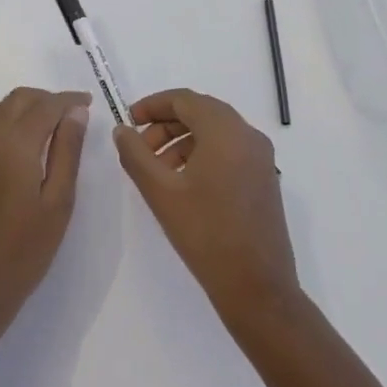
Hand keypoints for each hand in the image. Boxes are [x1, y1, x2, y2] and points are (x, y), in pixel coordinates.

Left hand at [0, 87, 90, 336]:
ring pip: (0, 111)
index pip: (45, 106)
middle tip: (73, 113)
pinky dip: (9, 122)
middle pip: (18, 100)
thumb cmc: (25, 251)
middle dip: (46, 98)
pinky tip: (26, 143)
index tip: (89, 102)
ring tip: (53, 125)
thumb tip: (76, 113)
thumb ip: (67, 152)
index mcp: (14, 145)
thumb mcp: (58, 202)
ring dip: (26, 107)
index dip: (68, 100)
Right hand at [113, 89, 299, 326]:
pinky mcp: (264, 179)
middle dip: (165, 124)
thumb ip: (135, 154)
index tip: (128, 121)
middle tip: (139, 148)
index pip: (184, 99)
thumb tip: (122, 130)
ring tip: (157, 169)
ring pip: (215, 132)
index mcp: (226, 131)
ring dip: (182, 140)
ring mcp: (261, 158)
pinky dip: (202, 154)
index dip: (152, 105)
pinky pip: (229, 150)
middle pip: (201, 112)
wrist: (256, 287)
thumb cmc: (205, 234)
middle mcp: (249, 136)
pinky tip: (183, 182)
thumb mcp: (160, 191)